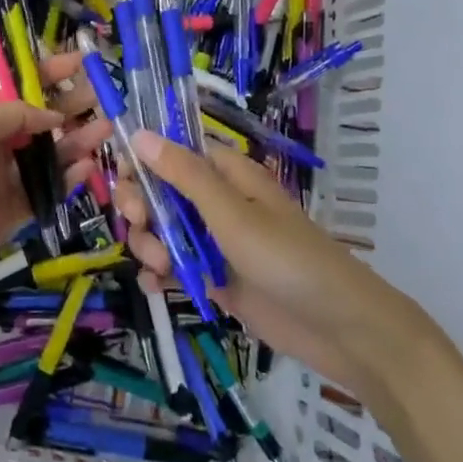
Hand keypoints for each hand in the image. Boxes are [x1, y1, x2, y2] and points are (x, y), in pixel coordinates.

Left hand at [0, 53, 112, 323]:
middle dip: (70, 105)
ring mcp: (1, 180)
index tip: (81, 63)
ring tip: (106, 132)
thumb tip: (52, 116)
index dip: (49, 72)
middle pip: (39, 119)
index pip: (20, 86)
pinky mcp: (9, 216)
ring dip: (75, 142)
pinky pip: (44, 192)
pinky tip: (87, 170)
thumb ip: (14, 114)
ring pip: (47, 155)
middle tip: (104, 99)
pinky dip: (66, 180)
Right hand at [113, 131, 395, 393]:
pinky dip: (160, 273)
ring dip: (150, 243)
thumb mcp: (231, 214)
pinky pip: (175, 266)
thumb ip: (184, 175)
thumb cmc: (287, 258)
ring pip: (163, 230)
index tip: (123, 179)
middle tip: (141, 225)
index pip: (172, 151)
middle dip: (142, 207)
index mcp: (225, 173)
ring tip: (161, 266)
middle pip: (160, 191)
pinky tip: (155, 285)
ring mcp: (215, 241)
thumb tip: (139, 133)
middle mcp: (216, 201)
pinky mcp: (216, 278)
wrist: (339, 328)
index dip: (143, 160)